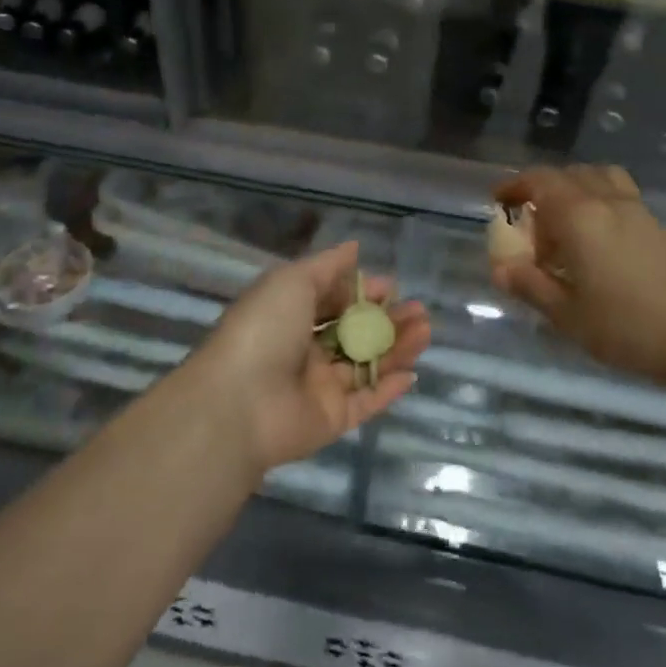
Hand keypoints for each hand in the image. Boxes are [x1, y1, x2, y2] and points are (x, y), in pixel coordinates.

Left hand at [186, 240, 429, 471]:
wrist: (239, 402)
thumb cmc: (264, 329)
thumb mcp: (292, 281)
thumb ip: (327, 266)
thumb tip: (353, 247)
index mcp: (290, 317)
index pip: (333, 302)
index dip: (363, 293)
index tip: (392, 288)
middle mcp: (304, 351)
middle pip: (355, 334)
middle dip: (389, 320)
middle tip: (420, 312)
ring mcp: (319, 387)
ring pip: (366, 366)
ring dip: (397, 349)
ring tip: (425, 332)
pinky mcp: (332, 419)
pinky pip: (366, 402)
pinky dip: (389, 389)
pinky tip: (412, 373)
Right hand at [491, 166, 665, 385]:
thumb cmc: (627, 328)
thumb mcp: (566, 314)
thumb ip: (530, 285)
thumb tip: (499, 268)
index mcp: (579, 216)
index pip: (539, 182)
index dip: (514, 186)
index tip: (497, 201)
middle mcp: (607, 201)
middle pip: (568, 175)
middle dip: (541, 189)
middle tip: (527, 221)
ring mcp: (637, 210)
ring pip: (597, 178)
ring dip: (573, 188)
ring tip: (562, 221)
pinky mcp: (656, 226)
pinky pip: (618, 193)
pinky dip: (597, 199)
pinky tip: (596, 238)